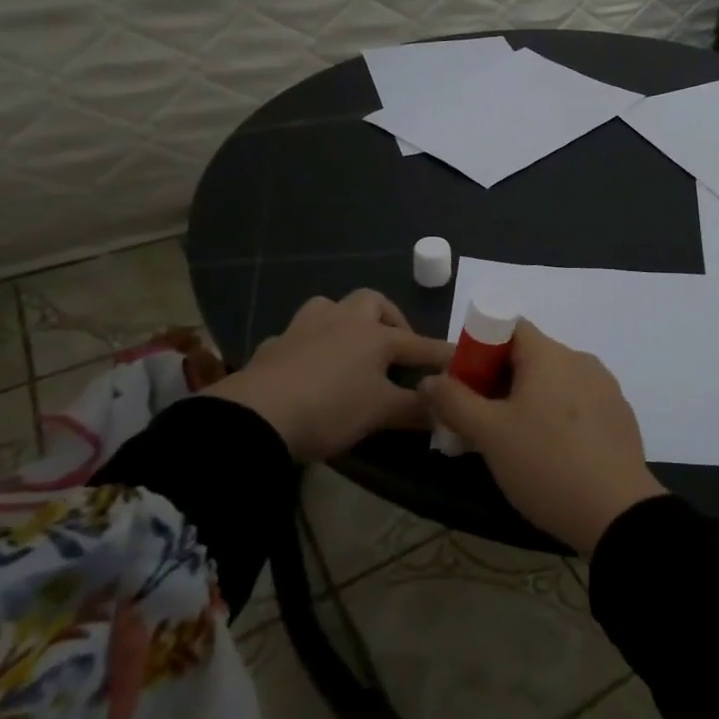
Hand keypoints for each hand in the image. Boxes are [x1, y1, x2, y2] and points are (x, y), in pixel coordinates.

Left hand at [208, 291, 452, 462]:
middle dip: (390, 319)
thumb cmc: (330, 409)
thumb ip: (415, 410)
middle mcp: (342, 321)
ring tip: (351, 348)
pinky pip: (299, 335)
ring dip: (346, 321)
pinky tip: (310, 367)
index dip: (443, 354)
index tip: (462, 360)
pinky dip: (311, 345)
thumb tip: (445, 412)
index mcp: (374, 336)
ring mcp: (304, 328)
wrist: (256, 416)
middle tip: (395, 348)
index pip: (420, 344)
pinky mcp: (274, 345)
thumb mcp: (380, 414)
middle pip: (372, 302)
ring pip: (330, 307)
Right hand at [419, 321, 666, 556]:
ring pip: (555, 382)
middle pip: (531, 356)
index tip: (465, 383)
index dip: (481, 347)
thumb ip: (454, 401)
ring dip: (529, 400)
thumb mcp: (489, 434)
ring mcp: (606, 388)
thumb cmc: (546, 463)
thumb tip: (429, 380)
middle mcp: (581, 360)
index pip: (509, 327)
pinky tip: (551, 454)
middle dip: (500, 379)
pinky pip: (579, 404)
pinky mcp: (620, 417)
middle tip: (480, 418)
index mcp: (549, 354)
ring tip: (513, 441)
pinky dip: (557, 416)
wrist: (618, 513)